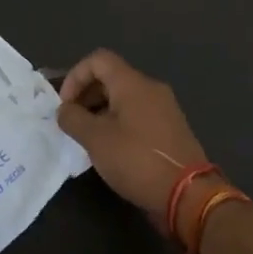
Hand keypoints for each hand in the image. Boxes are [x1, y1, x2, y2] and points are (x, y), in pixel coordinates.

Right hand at [55, 49, 218, 220]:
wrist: (188, 194)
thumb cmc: (137, 160)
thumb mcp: (96, 140)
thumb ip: (74, 119)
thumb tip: (64, 110)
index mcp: (132, 83)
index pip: (98, 60)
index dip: (75, 77)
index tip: (65, 106)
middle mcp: (150, 88)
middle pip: (111, 77)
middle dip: (86, 95)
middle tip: (72, 123)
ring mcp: (163, 108)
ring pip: (124, 98)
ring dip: (100, 111)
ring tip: (87, 138)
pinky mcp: (169, 128)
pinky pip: (137, 114)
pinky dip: (118, 123)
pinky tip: (110, 149)